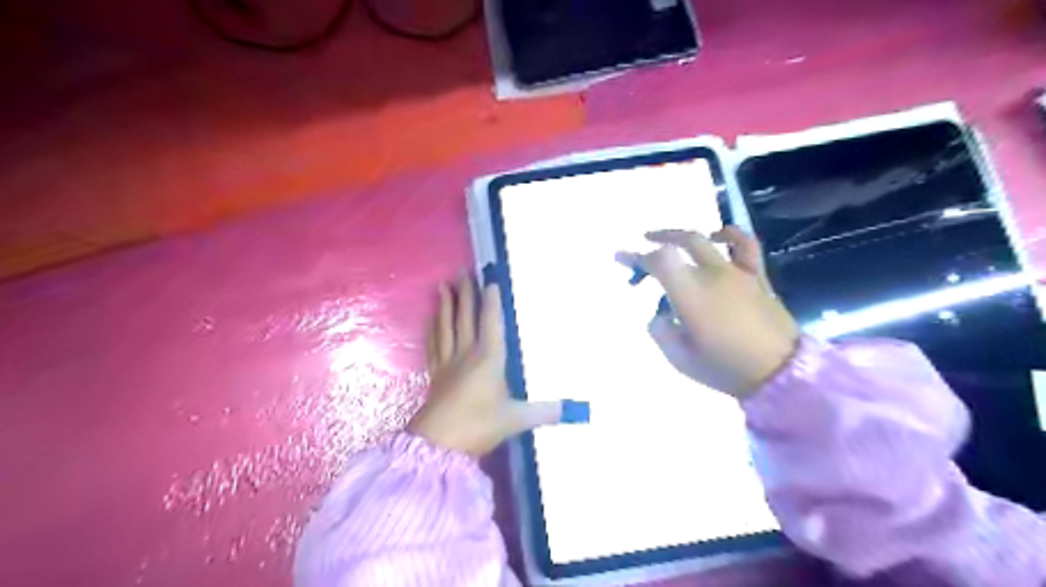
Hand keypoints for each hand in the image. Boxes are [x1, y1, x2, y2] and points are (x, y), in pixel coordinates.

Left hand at [405, 275, 580, 458]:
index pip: (491, 321)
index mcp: (489, 358)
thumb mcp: (517, 419)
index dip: (491, 300)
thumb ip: (546, 412)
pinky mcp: (435, 374)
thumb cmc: (479, 425)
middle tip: (463, 273)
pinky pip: (433, 344)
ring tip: (442, 286)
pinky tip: (430, 320)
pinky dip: (432, 329)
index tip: (490, 280)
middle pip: (465, 317)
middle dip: (465, 294)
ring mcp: (447, 363)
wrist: (438, 444)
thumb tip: (576, 410)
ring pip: (445, 326)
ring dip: (445, 305)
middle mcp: (466, 353)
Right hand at [616, 226, 801, 397]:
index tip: (622, 257)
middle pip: (682, 241)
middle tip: (643, 244)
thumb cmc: (725, 368)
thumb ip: (661, 331)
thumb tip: (660, 315)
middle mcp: (712, 274)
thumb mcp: (679, 358)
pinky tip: (720, 235)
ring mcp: (737, 273)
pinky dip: (730, 234)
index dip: (636, 256)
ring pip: (708, 239)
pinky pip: (745, 246)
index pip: (659, 260)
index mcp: (690, 294)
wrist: (780, 373)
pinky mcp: (757, 277)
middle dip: (658, 238)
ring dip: (686, 234)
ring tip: (673, 238)